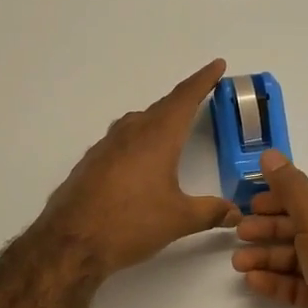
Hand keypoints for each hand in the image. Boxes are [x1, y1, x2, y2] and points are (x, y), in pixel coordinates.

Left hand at [42, 60, 238, 276]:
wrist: (71, 243)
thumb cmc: (131, 223)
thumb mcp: (179, 219)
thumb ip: (210, 212)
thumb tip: (236, 212)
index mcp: (157, 136)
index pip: (185, 98)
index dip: (203, 80)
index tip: (217, 65)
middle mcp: (131, 133)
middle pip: (162, 107)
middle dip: (183, 101)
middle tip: (200, 97)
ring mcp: (106, 146)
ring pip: (137, 122)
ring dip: (157, 119)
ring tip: (171, 128)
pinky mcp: (90, 163)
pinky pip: (120, 140)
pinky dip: (137, 140)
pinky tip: (139, 160)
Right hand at [232, 150, 307, 307]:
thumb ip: (290, 187)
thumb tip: (269, 154)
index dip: (281, 197)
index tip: (252, 203)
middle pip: (300, 226)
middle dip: (269, 228)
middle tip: (239, 232)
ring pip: (295, 257)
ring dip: (266, 256)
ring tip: (239, 262)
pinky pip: (295, 284)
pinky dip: (274, 280)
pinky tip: (252, 280)